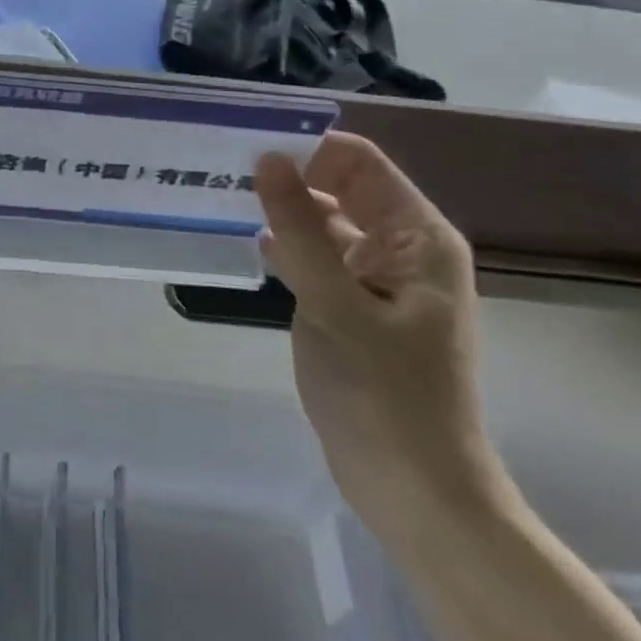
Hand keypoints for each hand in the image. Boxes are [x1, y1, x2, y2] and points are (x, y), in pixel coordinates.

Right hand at [254, 133, 507, 544]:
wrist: (417, 495)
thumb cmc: (386, 397)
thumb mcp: (336, 306)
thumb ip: (300, 229)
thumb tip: (267, 159)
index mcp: (417, 236)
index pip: (359, 162)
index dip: (307, 147)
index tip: (247, 145)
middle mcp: (402, 247)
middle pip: (341, 187)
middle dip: (288, 176)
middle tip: (223, 168)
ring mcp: (378, 279)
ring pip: (325, 223)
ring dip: (282, 211)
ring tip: (223, 197)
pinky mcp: (354, 307)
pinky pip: (318, 258)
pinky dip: (286, 247)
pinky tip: (247, 245)